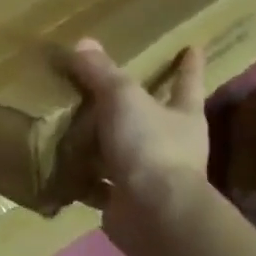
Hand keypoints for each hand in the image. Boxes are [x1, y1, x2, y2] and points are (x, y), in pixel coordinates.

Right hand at [67, 40, 207, 240]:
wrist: (153, 212)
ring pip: (125, 154)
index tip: (192, 48)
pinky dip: (85, 179)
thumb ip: (102, 73)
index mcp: (183, 117)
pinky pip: (101, 185)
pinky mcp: (127, 201)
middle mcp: (173, 146)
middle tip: (111, 92)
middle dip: (139, 108)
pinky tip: (63, 170)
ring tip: (74, 130)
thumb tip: (83, 42)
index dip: (188, 66)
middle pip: (156, 119)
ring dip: (104, 146)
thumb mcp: (123, 99)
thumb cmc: (149, 146)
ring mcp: (151, 177)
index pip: (187, 83)